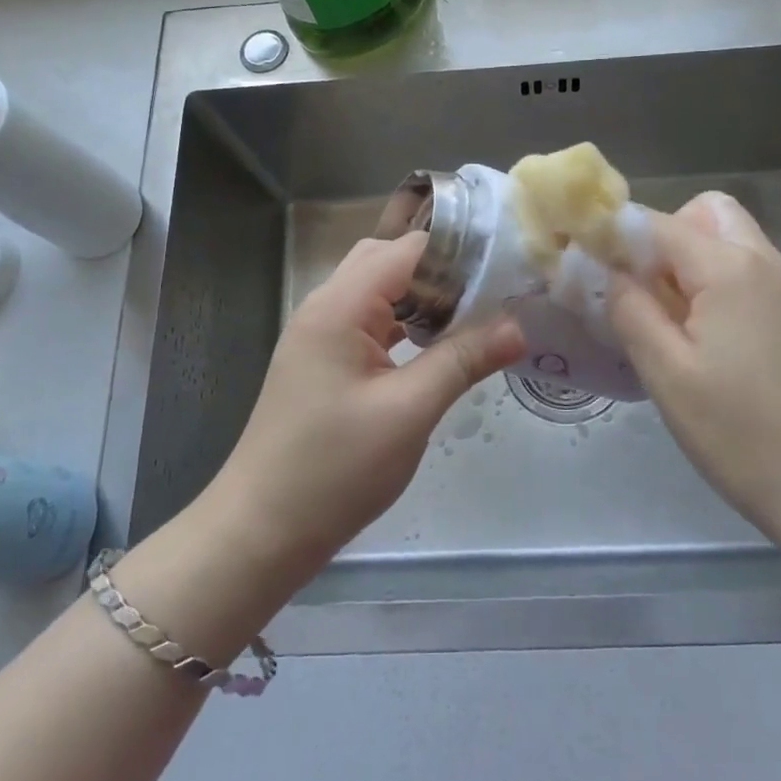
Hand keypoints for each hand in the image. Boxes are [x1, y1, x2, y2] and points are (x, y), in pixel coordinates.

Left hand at [208, 233, 525, 577]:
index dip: (458, 253)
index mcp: (340, 306)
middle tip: (491, 294)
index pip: (407, 249)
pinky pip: (369, 323)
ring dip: (422, 298)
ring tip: (473, 316)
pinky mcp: (322, 363)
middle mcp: (325, 307)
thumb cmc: (334, 469)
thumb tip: (519, 326)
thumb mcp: (409, 412)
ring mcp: (320, 336)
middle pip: (389, 261)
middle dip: (441, 271)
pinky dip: (404, 324)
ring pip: (378, 292)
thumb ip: (464, 360)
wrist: (261, 531)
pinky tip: (434, 347)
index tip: (507, 269)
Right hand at [607, 192, 780, 562]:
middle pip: (703, 213)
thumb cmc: (744, 436)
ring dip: (688, 261)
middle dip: (661, 238)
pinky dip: (715, 283)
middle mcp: (763, 262)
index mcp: (728, 268)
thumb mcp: (668, 375)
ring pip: (728, 241)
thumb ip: (630, 310)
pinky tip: (703, 341)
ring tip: (665, 320)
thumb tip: (607, 269)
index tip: (582, 267)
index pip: (655, 222)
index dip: (612, 236)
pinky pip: (747, 273)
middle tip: (638, 291)